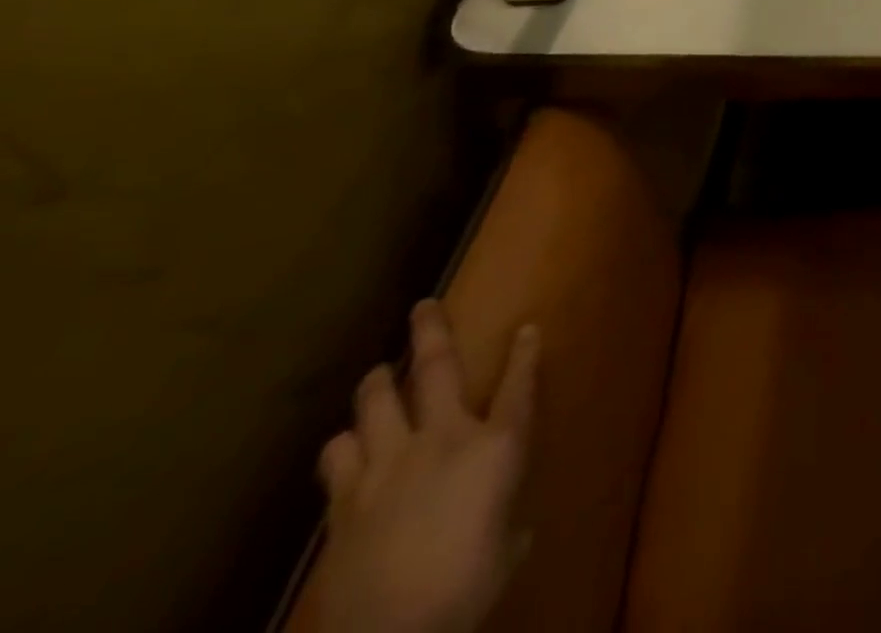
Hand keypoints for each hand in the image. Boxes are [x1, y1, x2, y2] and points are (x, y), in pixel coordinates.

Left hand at [307, 302, 538, 632]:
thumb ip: (507, 523)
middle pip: (438, 368)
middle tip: (423, 306)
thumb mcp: (504, 552)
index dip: (526, 353)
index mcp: (496, 447)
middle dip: (432, 331)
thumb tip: (507, 525)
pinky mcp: (345, 499)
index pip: (519, 386)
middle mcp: (444, 438)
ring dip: (376, 383)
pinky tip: (346, 445)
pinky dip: (344, 444)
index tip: (528, 328)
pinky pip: (338, 455)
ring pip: (376, 401)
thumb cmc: (467, 588)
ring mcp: (389, 464)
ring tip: (377, 374)